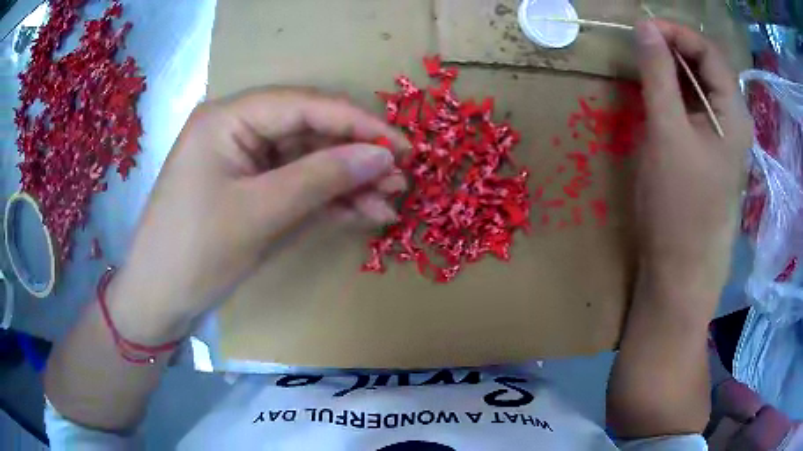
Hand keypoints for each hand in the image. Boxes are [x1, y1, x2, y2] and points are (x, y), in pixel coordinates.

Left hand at [108, 88, 408, 342]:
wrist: (159, 300)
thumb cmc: (195, 253)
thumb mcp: (260, 213)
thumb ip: (322, 178)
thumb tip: (382, 155)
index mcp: (228, 118)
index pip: (304, 106)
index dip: (357, 123)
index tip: (401, 145)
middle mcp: (237, 129)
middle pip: (309, 132)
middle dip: (356, 156)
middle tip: (399, 179)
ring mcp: (245, 161)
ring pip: (308, 161)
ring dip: (348, 181)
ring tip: (389, 201)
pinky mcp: (250, 190)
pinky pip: (296, 185)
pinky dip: (329, 200)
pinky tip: (363, 212)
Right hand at [633, 20, 751, 305]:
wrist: (680, 267)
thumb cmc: (678, 207)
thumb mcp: (667, 133)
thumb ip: (657, 75)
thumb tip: (645, 27)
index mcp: (733, 113)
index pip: (709, 51)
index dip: (677, 32)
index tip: (642, 28)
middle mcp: (732, 118)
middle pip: (706, 64)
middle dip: (674, 46)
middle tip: (640, 43)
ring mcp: (721, 134)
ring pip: (699, 83)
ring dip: (672, 67)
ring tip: (644, 63)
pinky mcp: (707, 147)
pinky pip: (693, 104)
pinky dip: (673, 89)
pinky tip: (655, 92)